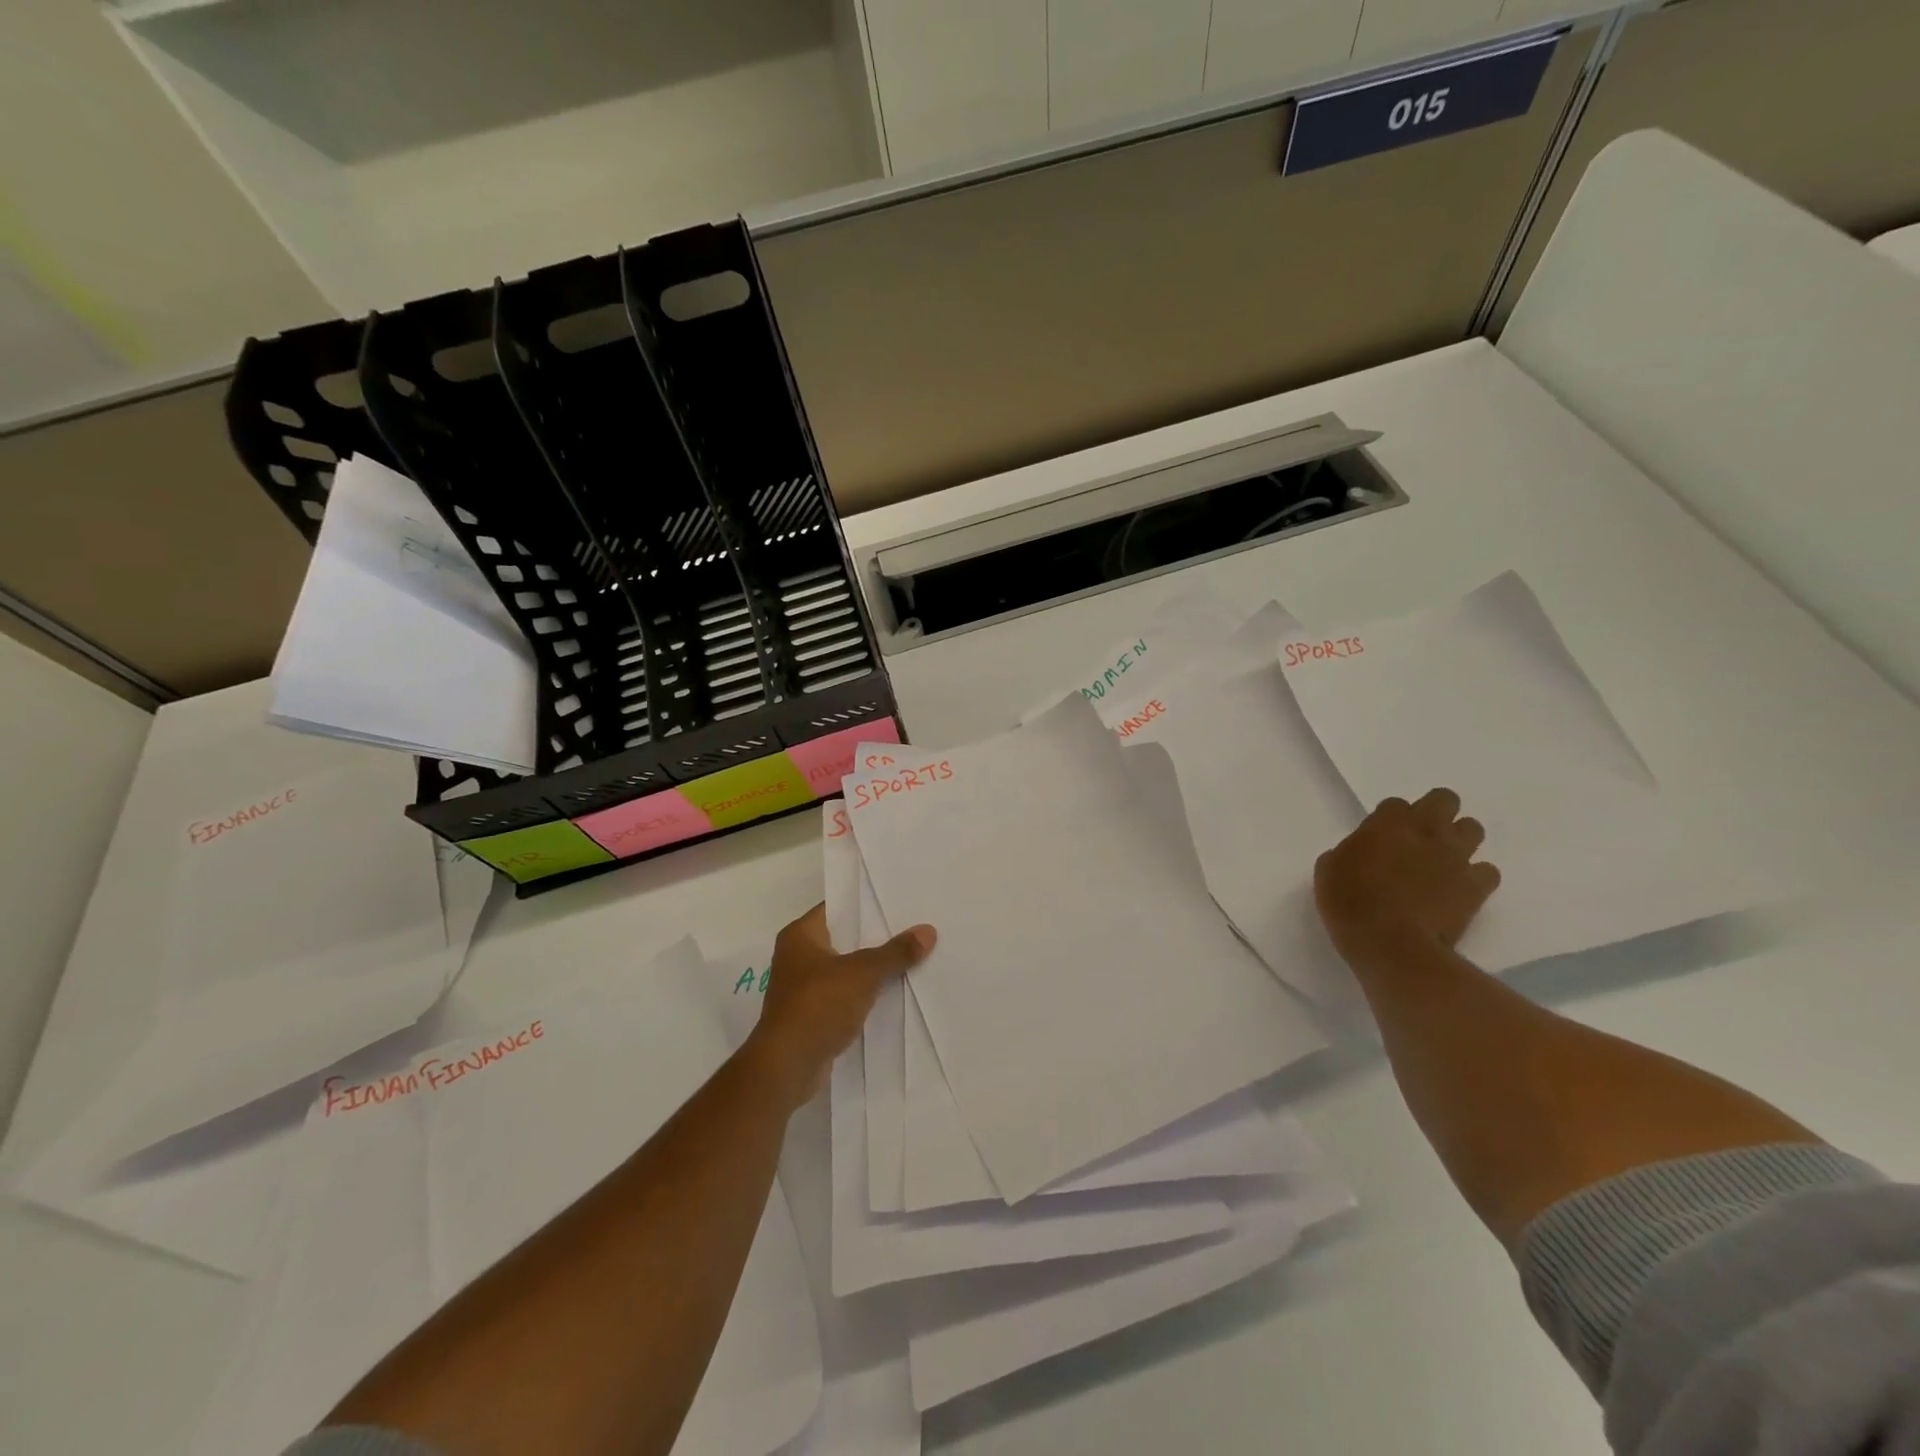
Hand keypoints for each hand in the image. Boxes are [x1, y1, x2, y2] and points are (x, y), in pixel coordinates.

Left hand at [745, 903, 935, 1109]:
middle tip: (914, 926)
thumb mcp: (862, 974)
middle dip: (877, 936)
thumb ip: (895, 952)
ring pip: (847, 968)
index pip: (838, 907)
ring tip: (912, 956)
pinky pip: (845, 994)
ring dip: (873, 968)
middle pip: (845, 938)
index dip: (868, 904)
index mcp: (800, 935)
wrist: (786, 1068)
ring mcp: (804, 987)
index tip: (900, 900)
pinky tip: (895, 992)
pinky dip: (865, 993)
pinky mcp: (813, 1014)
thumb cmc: (817, 1006)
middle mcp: (798, 956)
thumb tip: (928, 931)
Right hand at [1314, 788, 1500, 966]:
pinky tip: (1459, 890)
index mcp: (1387, 823)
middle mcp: (1426, 831)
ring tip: (1442, 861)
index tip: (1381, 838)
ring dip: (1459, 840)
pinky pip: (1487, 871)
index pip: (1396, 804)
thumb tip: (1360, 853)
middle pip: (1444, 800)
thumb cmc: (1349, 903)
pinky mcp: (1476, 887)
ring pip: (1473, 828)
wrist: (1390, 944)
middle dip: (1435, 812)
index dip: (1390, 819)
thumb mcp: (1329, 870)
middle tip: (1420, 837)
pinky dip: (1476, 877)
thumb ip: (1349, 851)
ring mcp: (1455, 857)